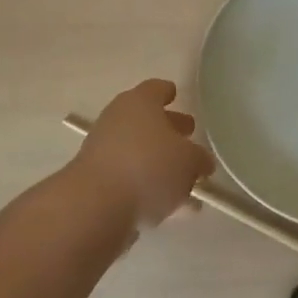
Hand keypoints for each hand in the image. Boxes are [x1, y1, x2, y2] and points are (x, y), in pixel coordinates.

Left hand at [69, 79, 214, 229]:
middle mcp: (118, 119)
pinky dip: (147, 187)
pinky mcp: (97, 181)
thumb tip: (201, 161)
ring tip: (185, 184)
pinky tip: (167, 208)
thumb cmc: (148, 167)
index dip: (168, 92)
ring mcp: (103, 150)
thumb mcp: (188, 161)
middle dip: (168, 130)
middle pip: (147, 120)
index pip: (156, 89)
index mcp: (140, 102)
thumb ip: (199, 159)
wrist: (96, 205)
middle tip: (188, 139)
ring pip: (138, 152)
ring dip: (159, 164)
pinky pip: (129, 178)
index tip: (175, 95)